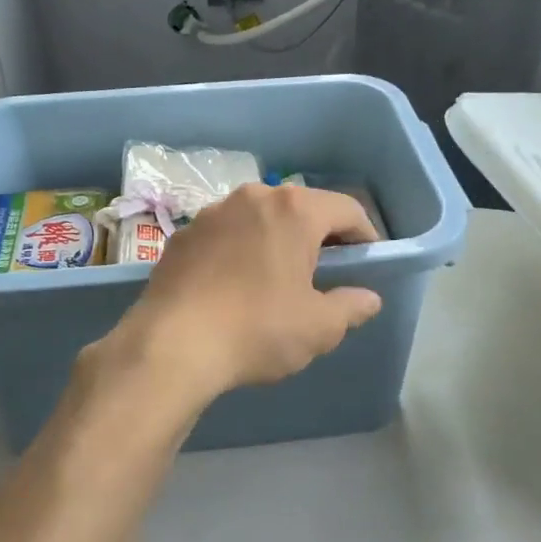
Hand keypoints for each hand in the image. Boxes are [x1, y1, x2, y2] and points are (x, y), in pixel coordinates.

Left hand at [106, 183, 383, 407]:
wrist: (171, 344)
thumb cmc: (257, 329)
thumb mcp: (318, 327)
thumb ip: (350, 307)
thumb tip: (368, 298)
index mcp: (293, 210)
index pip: (346, 209)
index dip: (364, 234)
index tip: (368, 261)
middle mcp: (252, 197)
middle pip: (300, 207)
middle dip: (319, 235)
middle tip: (327, 271)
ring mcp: (212, 213)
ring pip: (259, 218)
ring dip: (276, 240)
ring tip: (278, 277)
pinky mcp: (182, 235)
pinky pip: (225, 235)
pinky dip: (239, 250)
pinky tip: (235, 285)